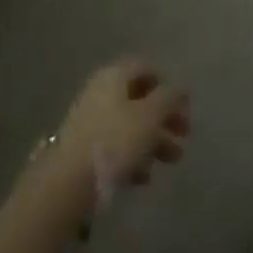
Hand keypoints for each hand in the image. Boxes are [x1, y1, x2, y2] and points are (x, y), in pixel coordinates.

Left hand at [27, 59, 189, 220]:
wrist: (68, 183)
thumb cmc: (115, 140)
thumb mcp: (151, 115)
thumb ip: (169, 98)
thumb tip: (180, 87)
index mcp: (115, 75)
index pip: (147, 68)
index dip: (168, 85)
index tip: (184, 108)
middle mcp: (101, 91)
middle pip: (140, 98)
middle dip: (165, 118)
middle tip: (184, 136)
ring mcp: (90, 120)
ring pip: (130, 124)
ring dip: (154, 140)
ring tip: (171, 161)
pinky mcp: (84, 149)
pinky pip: (115, 145)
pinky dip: (133, 157)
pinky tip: (144, 178)